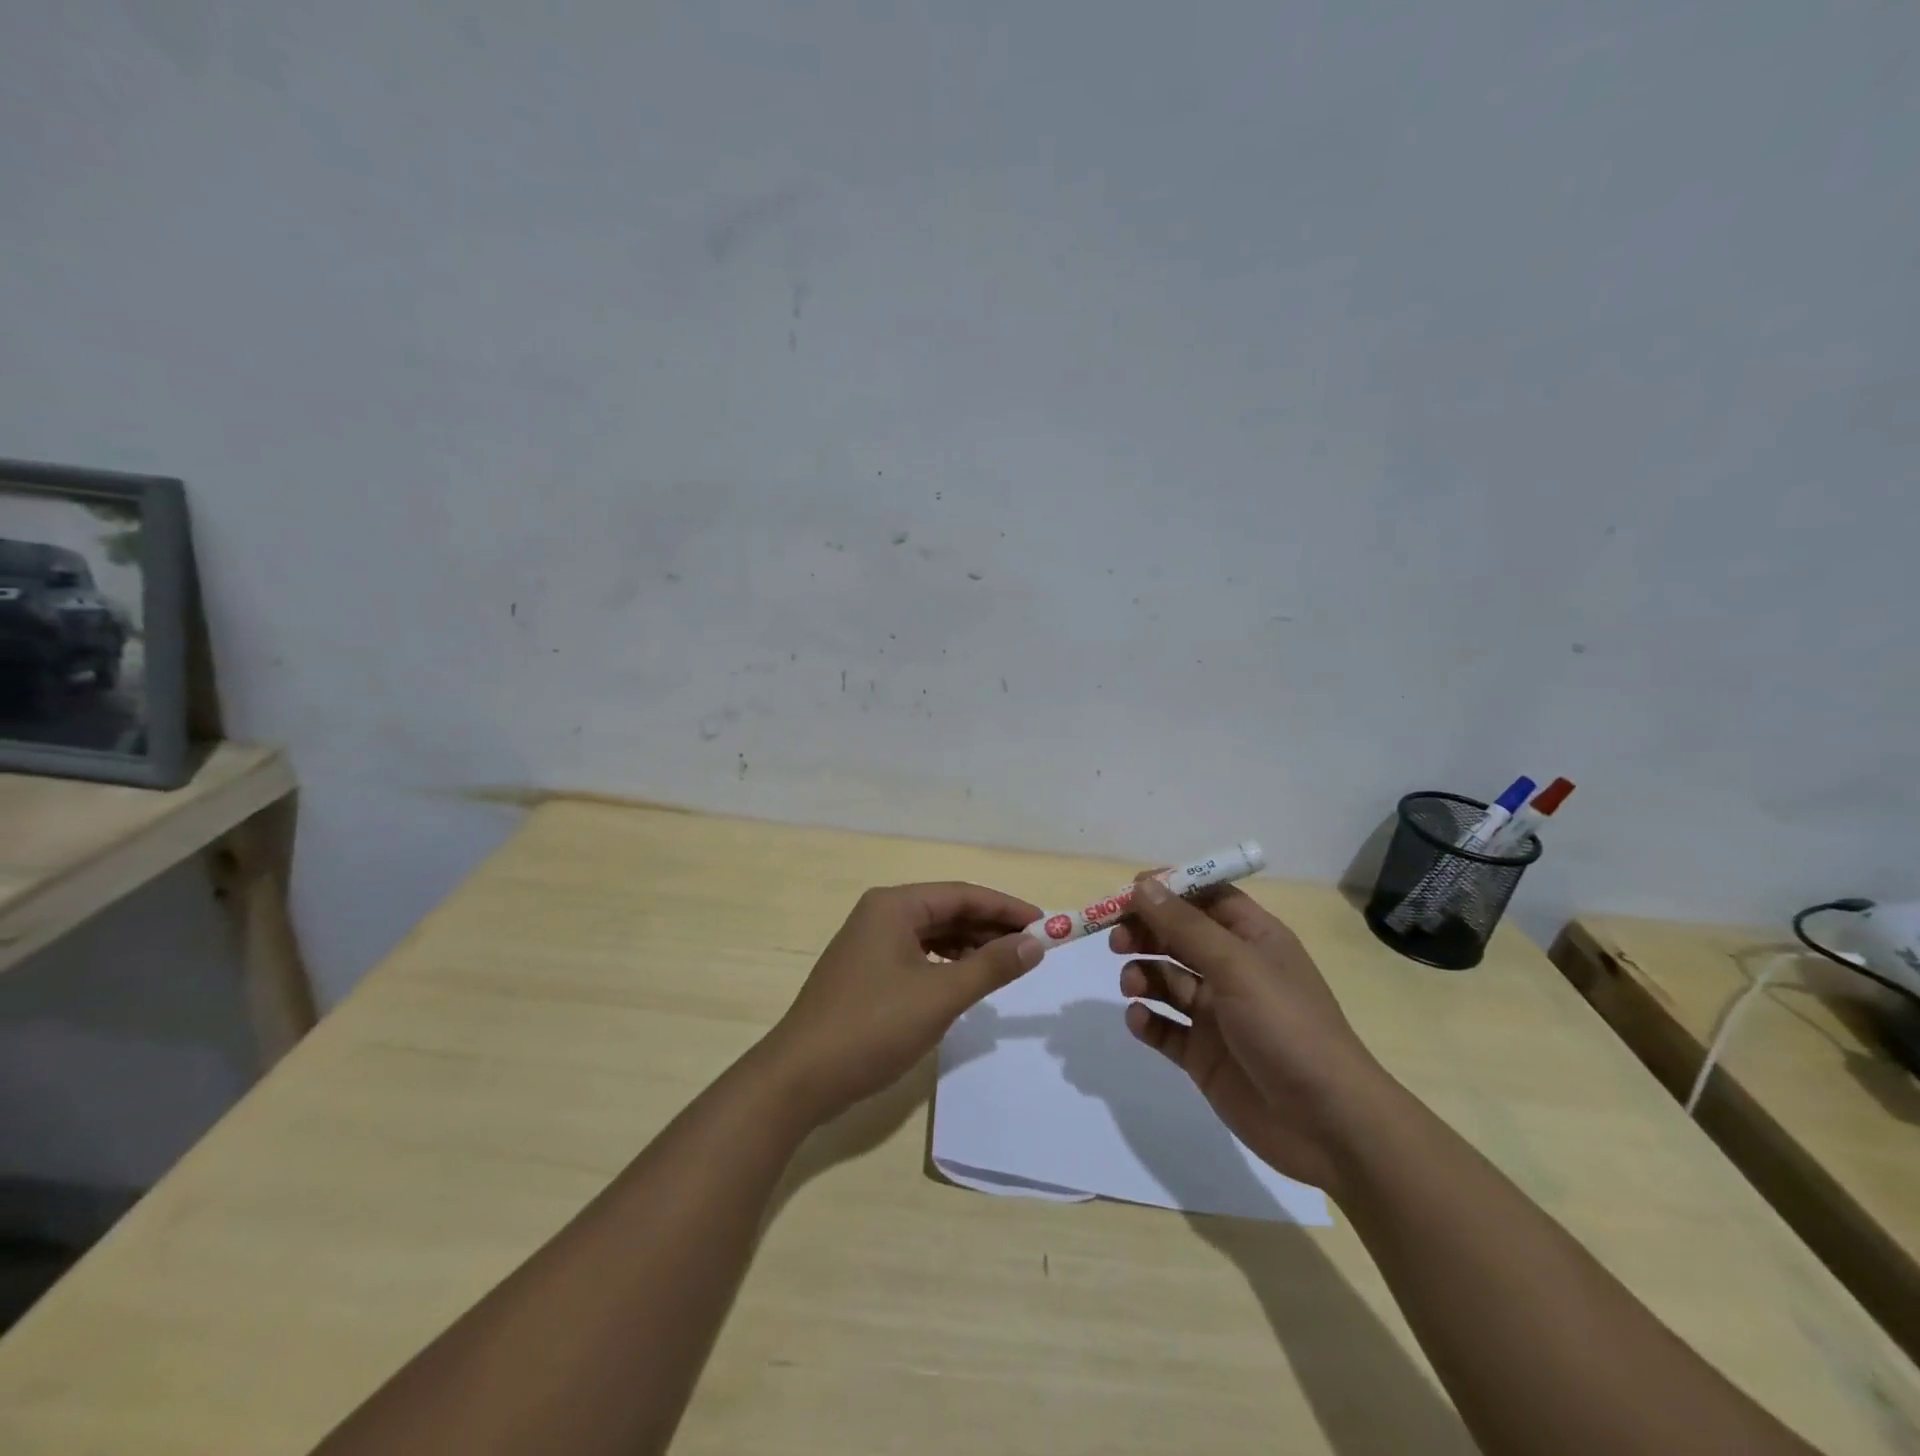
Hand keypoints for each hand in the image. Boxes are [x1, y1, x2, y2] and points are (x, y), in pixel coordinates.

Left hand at [765, 882, 1042, 1122]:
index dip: (1006, 908)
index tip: (1044, 923)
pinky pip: (917, 955)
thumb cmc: (873, 1027)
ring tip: (1006, 965)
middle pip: (947, 911)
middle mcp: (880, 914)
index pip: (963, 894)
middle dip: (990, 927)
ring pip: (932, 934)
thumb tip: (1035, 943)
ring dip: (970, 946)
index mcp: (894, 905)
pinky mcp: (866, 972)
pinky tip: (966, 980)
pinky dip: (946, 964)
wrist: (800, 1078)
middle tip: (1033, 947)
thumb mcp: (940, 995)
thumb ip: (991, 966)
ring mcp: (869, 943)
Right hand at [1112, 875, 1387, 1196]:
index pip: (1206, 897)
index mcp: (1253, 939)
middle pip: (1178, 936)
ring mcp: (1217, 1014)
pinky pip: (1164, 1026)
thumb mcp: (1236, 966)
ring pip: (1166, 979)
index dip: (1169, 890)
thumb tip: (1142, 885)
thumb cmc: (1287, 1027)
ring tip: (1132, 986)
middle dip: (1145, 933)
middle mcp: (1233, 970)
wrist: (1328, 1123)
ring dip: (1143, 975)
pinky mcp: (1203, 1053)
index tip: (1129, 893)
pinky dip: (1147, 1020)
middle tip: (1117, 941)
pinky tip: (1140, 1020)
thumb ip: (1185, 926)